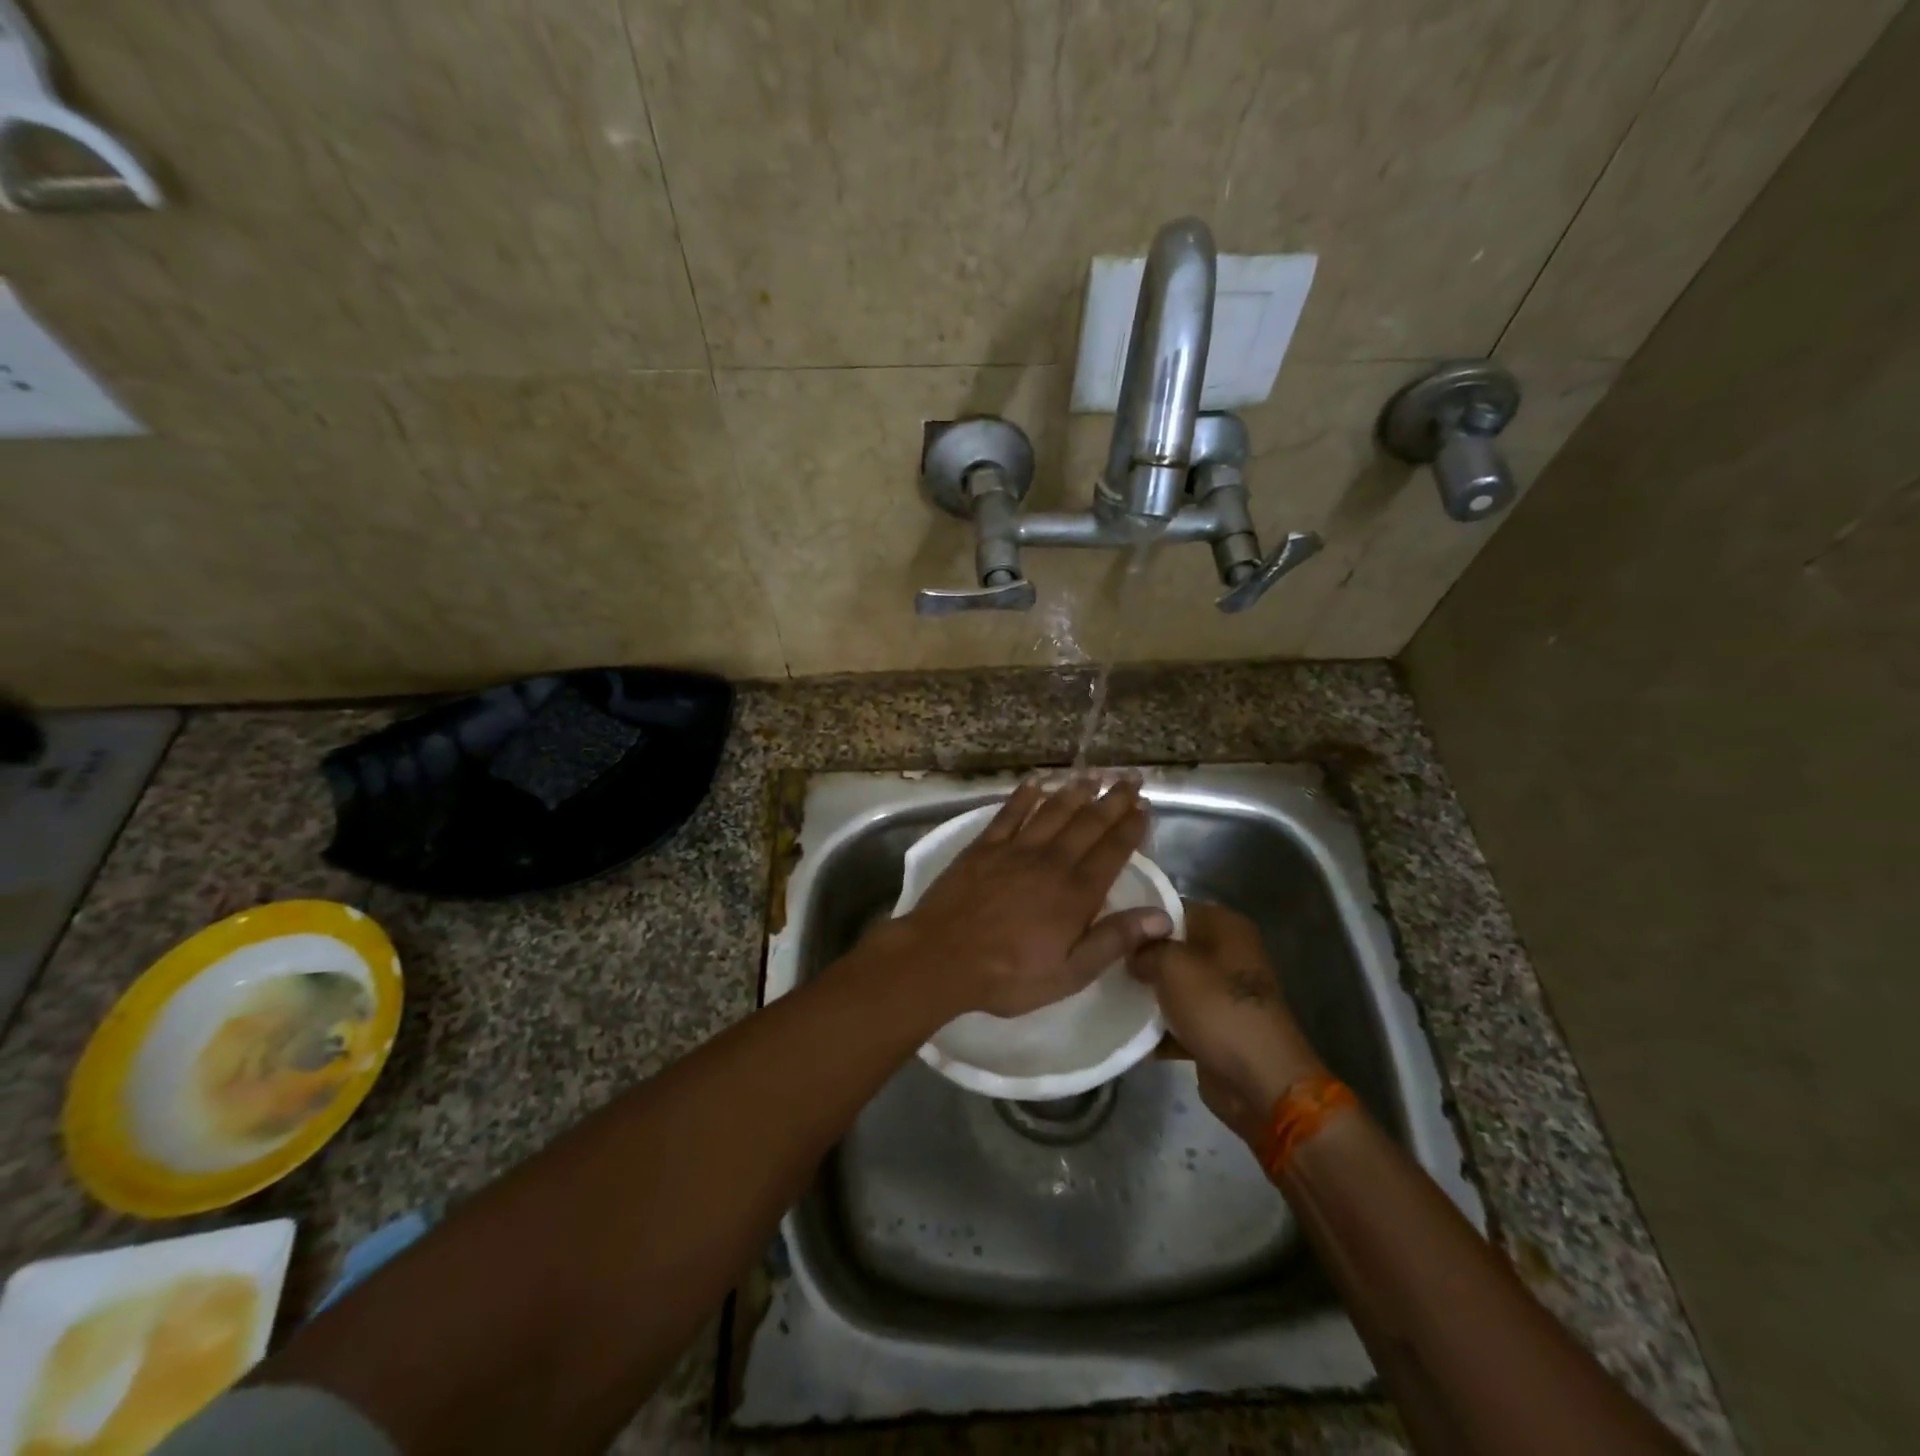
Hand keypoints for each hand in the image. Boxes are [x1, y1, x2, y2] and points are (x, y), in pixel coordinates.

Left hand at [874, 776, 1175, 1019]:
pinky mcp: (984, 847)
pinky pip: (1008, 813)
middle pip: (1088, 823)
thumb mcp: (1070, 973)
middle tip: (1130, 777)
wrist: (942, 957)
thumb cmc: (1009, 975)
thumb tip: (1163, 917)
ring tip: (1094, 773)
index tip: (1145, 805)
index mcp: (1076, 893)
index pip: (1113, 851)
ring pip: (1052, 811)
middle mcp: (1051, 861)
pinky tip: (1035, 782)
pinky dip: (1023, 795)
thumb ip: (1114, 940)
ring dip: (1075, 790)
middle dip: (1113, 799)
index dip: (1131, 826)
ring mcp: (1015, 849)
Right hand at [1130, 902, 1324, 1147]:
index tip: (1106, 928)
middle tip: (1102, 962)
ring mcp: (1223, 993)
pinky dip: (1158, 1027)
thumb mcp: (1172, 966)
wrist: (1261, 1081)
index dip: (1138, 916)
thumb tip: (1132, 952)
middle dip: (1139, 957)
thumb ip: (1146, 949)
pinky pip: (1179, 1019)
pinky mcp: (1217, 1027)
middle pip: (1171, 946)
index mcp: (1225, 926)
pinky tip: (1125, 1031)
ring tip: (1106, 995)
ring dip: (1146, 994)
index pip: (1171, 908)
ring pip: (1173, 984)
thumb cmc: (1218, 1009)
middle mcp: (1227, 953)